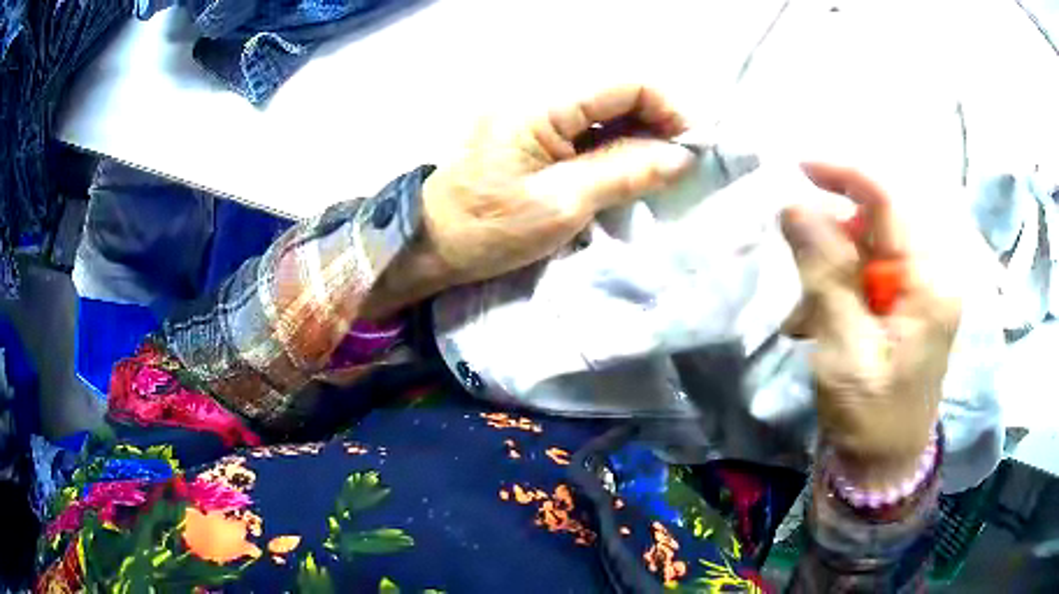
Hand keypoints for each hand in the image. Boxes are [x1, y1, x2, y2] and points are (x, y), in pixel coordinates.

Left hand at [371, 84, 694, 311]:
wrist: (430, 242)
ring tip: (656, 172)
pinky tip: (625, 168)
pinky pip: (585, 123)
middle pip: (618, 89)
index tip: (692, 148)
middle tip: (678, 165)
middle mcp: (538, 90)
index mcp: (542, 100)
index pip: (626, 81)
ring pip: (605, 106)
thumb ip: (626, 171)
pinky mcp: (531, 125)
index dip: (669, 108)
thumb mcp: (563, 204)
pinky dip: (613, 142)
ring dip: (638, 133)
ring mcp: (533, 106)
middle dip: (657, 122)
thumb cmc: (488, 228)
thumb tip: (682, 156)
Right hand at [780, 164, 961, 488]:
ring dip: (832, 267)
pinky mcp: (908, 301)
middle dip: (834, 234)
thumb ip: (825, 275)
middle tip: (801, 271)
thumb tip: (794, 206)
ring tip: (806, 315)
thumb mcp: (844, 350)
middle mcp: (933, 274)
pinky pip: (869, 269)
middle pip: (879, 219)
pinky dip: (838, 285)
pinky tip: (819, 320)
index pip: (891, 200)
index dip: (845, 174)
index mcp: (930, 283)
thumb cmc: (870, 417)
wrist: (885, 465)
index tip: (798, 167)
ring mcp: (922, 288)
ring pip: (870, 244)